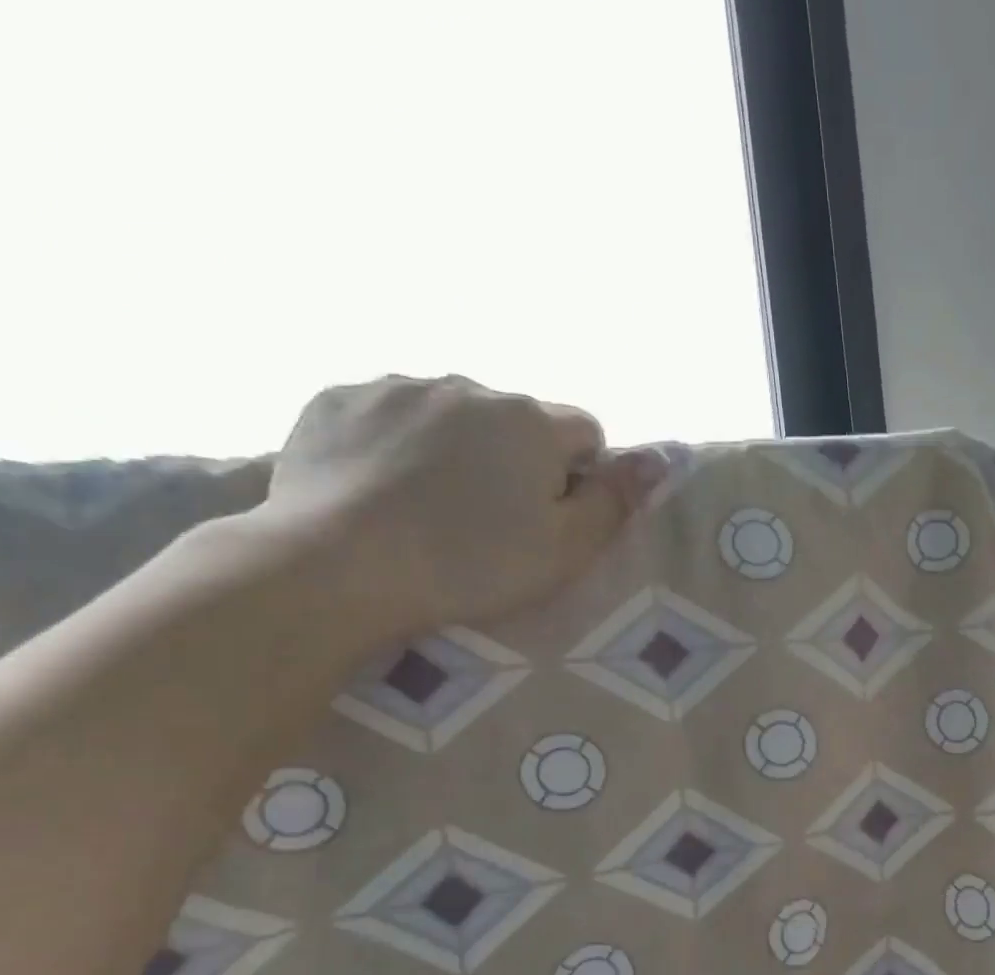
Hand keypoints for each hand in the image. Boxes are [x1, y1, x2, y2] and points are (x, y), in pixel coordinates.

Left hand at [256, 374, 662, 639]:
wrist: (338, 567)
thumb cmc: (471, 565)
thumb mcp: (567, 549)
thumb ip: (615, 500)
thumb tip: (656, 459)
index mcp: (530, 421)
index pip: (585, 432)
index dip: (581, 476)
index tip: (556, 516)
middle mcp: (468, 387)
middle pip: (516, 421)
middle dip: (517, 459)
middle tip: (494, 520)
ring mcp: (396, 386)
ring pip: (453, 414)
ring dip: (458, 447)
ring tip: (433, 505)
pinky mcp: (337, 400)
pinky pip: (390, 413)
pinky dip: (398, 443)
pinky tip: (384, 488)